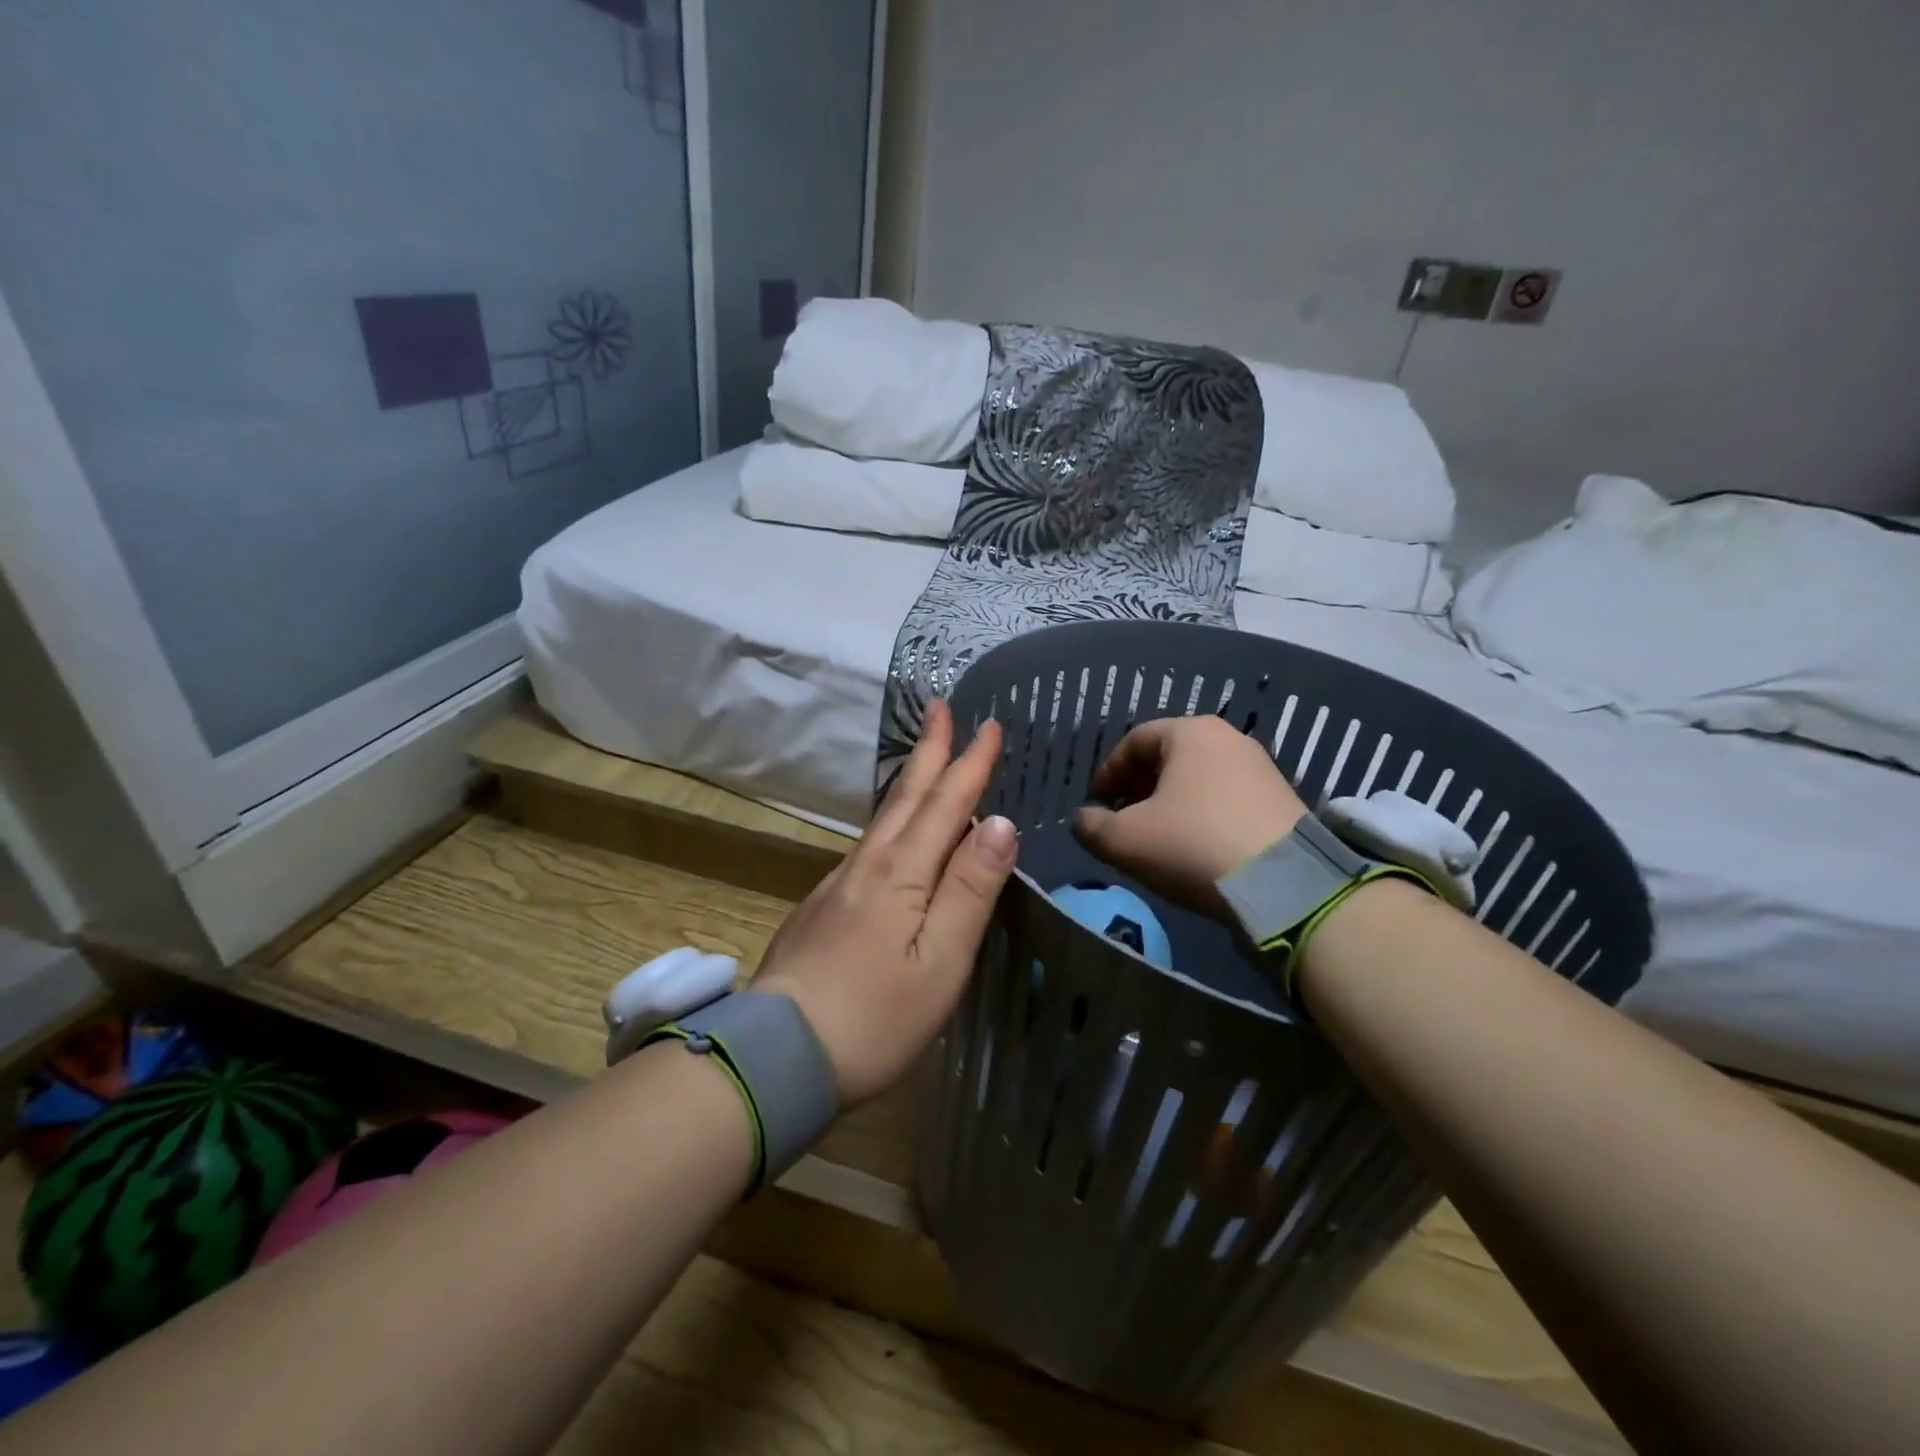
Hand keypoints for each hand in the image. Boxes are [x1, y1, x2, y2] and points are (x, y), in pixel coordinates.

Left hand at [752, 700, 1017, 1104]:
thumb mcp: (940, 962)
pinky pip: (869, 844)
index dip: (970, 764)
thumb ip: (970, 890)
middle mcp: (869, 866)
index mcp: (903, 874)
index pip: (946, 805)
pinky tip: (895, 830)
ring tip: (925, 756)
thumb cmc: (874, 1018)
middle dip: (930, 751)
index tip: (989, 725)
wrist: (776, 1057)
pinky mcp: (823, 906)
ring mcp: (840, 884)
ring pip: (884, 818)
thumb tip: (999, 824)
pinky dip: (892, 819)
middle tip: (939, 708)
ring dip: (910, 780)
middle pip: (907, 797)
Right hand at [1072, 715, 1305, 915]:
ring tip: (1156, 837)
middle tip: (1122, 819)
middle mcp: (1228, 739)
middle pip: (1168, 757)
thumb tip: (1084, 819)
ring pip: (1199, 778)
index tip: (1096, 804)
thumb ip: (1091, 826)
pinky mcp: (1281, 800)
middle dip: (1138, 787)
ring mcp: (1261, 768)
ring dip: (1170, 802)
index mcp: (1190, 733)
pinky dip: (1202, 814)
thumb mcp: (1124, 840)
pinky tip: (1195, 847)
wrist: (1283, 886)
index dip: (1108, 772)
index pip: (1134, 741)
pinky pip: (1227, 797)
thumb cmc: (1192, 846)